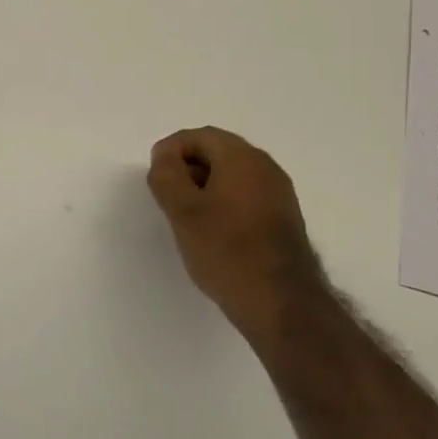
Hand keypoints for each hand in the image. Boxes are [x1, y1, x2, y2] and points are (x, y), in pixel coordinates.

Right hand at [147, 127, 331, 339]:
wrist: (281, 302)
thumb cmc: (226, 251)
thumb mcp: (183, 211)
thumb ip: (167, 176)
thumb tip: (165, 157)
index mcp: (243, 158)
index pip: (200, 136)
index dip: (171, 150)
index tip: (155, 177)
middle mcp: (266, 167)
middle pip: (218, 152)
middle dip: (187, 168)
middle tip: (166, 197)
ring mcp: (279, 194)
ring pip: (232, 176)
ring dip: (204, 188)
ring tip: (185, 218)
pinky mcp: (282, 219)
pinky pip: (246, 196)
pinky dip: (223, 203)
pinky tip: (212, 233)